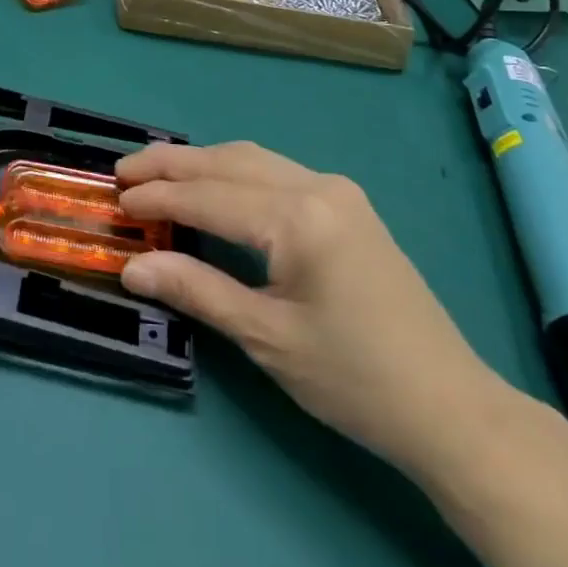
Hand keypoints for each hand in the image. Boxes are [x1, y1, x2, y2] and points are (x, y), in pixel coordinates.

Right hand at [117, 142, 516, 480]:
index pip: (211, 197)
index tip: (117, 201)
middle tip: (124, 171)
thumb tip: (133, 266)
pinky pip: (277, 173)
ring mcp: (338, 191)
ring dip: (203, 163)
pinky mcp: (348, 205)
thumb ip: (198, 290)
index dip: (159, 198)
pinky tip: (212, 186)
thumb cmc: (355, 378)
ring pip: (254, 160)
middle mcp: (319, 186)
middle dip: (173, 164)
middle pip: (230, 162)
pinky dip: (234, 174)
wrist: (450, 406)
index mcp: (300, 217)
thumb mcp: (267, 338)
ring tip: (157, 172)